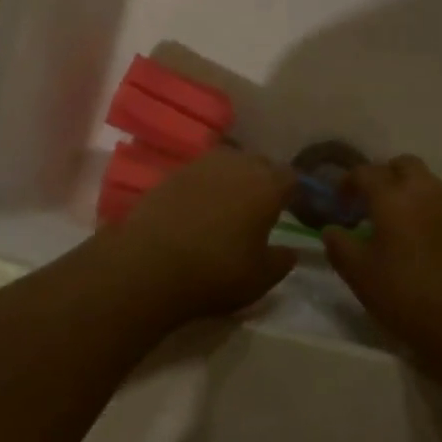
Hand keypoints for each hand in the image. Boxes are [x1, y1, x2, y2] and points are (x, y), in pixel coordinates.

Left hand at [109, 149, 296, 321]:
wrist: (150, 263)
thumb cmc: (217, 271)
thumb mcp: (260, 278)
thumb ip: (281, 261)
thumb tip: (289, 250)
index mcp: (267, 184)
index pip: (290, 177)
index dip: (290, 194)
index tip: (287, 211)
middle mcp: (237, 163)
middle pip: (259, 164)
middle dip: (262, 182)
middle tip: (257, 210)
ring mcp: (202, 163)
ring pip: (228, 164)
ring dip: (231, 180)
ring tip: (226, 207)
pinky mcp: (173, 171)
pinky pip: (200, 174)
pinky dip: (203, 187)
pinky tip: (197, 210)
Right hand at [323, 156, 441, 370]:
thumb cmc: (405, 295)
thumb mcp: (359, 274)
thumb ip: (339, 245)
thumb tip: (332, 230)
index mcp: (393, 196)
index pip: (365, 172)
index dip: (347, 183)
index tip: (338, 204)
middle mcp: (424, 192)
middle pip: (402, 165)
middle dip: (382, 176)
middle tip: (367, 204)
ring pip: (425, 181)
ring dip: (405, 191)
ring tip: (390, 221)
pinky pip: (439, 203)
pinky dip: (423, 209)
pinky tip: (414, 240)